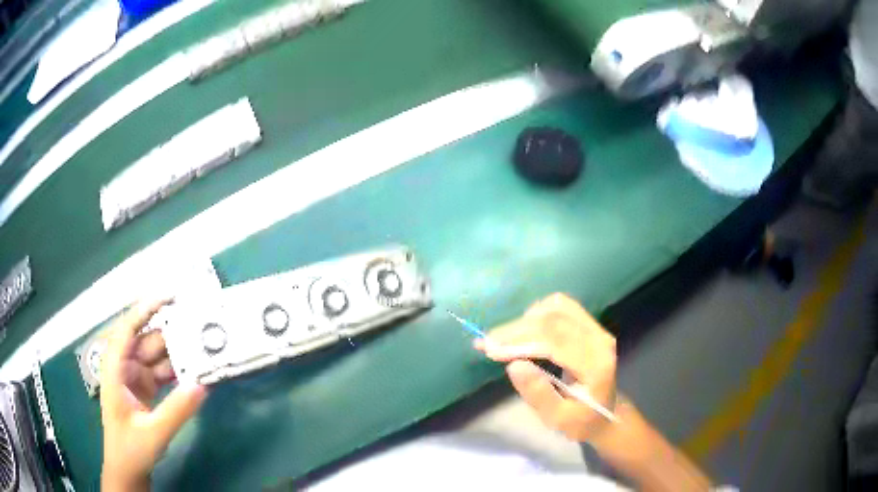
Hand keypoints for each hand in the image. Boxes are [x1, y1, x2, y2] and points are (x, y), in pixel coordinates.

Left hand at [100, 300, 206, 490]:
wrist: (127, 468)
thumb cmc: (131, 449)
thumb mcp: (154, 432)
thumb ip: (177, 410)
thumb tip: (202, 385)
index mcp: (115, 368)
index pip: (128, 328)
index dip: (146, 308)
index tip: (171, 297)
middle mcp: (124, 366)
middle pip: (148, 341)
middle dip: (172, 337)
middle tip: (201, 333)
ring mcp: (135, 377)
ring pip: (158, 357)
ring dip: (178, 356)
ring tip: (204, 353)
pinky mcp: (145, 388)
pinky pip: (163, 373)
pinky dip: (178, 373)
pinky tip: (196, 375)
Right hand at [474, 293, 616, 441]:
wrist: (605, 413)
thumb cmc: (580, 420)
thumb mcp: (558, 419)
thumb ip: (539, 395)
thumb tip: (514, 365)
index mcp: (595, 364)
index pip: (555, 341)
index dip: (519, 341)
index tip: (489, 350)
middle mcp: (599, 339)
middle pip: (553, 320)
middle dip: (515, 330)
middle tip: (485, 344)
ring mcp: (595, 328)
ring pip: (555, 308)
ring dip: (524, 321)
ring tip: (502, 340)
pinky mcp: (589, 324)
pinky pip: (560, 306)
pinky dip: (536, 313)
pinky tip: (524, 330)